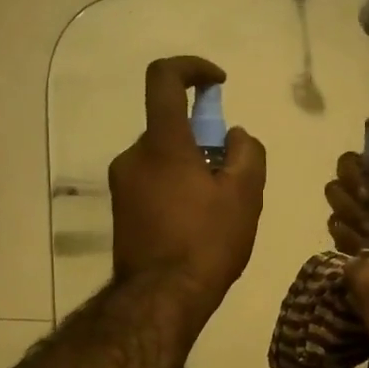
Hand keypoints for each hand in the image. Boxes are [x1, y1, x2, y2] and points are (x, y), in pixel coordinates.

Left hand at [110, 57, 266, 323]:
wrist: (160, 299)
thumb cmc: (206, 243)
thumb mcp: (245, 196)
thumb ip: (247, 153)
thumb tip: (234, 136)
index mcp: (162, 143)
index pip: (164, 78)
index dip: (192, 68)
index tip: (217, 83)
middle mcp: (133, 156)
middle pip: (170, 128)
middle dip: (203, 140)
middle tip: (231, 176)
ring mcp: (122, 185)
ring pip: (163, 159)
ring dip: (191, 168)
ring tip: (218, 210)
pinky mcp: (121, 211)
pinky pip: (153, 183)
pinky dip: (176, 189)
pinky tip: (196, 226)